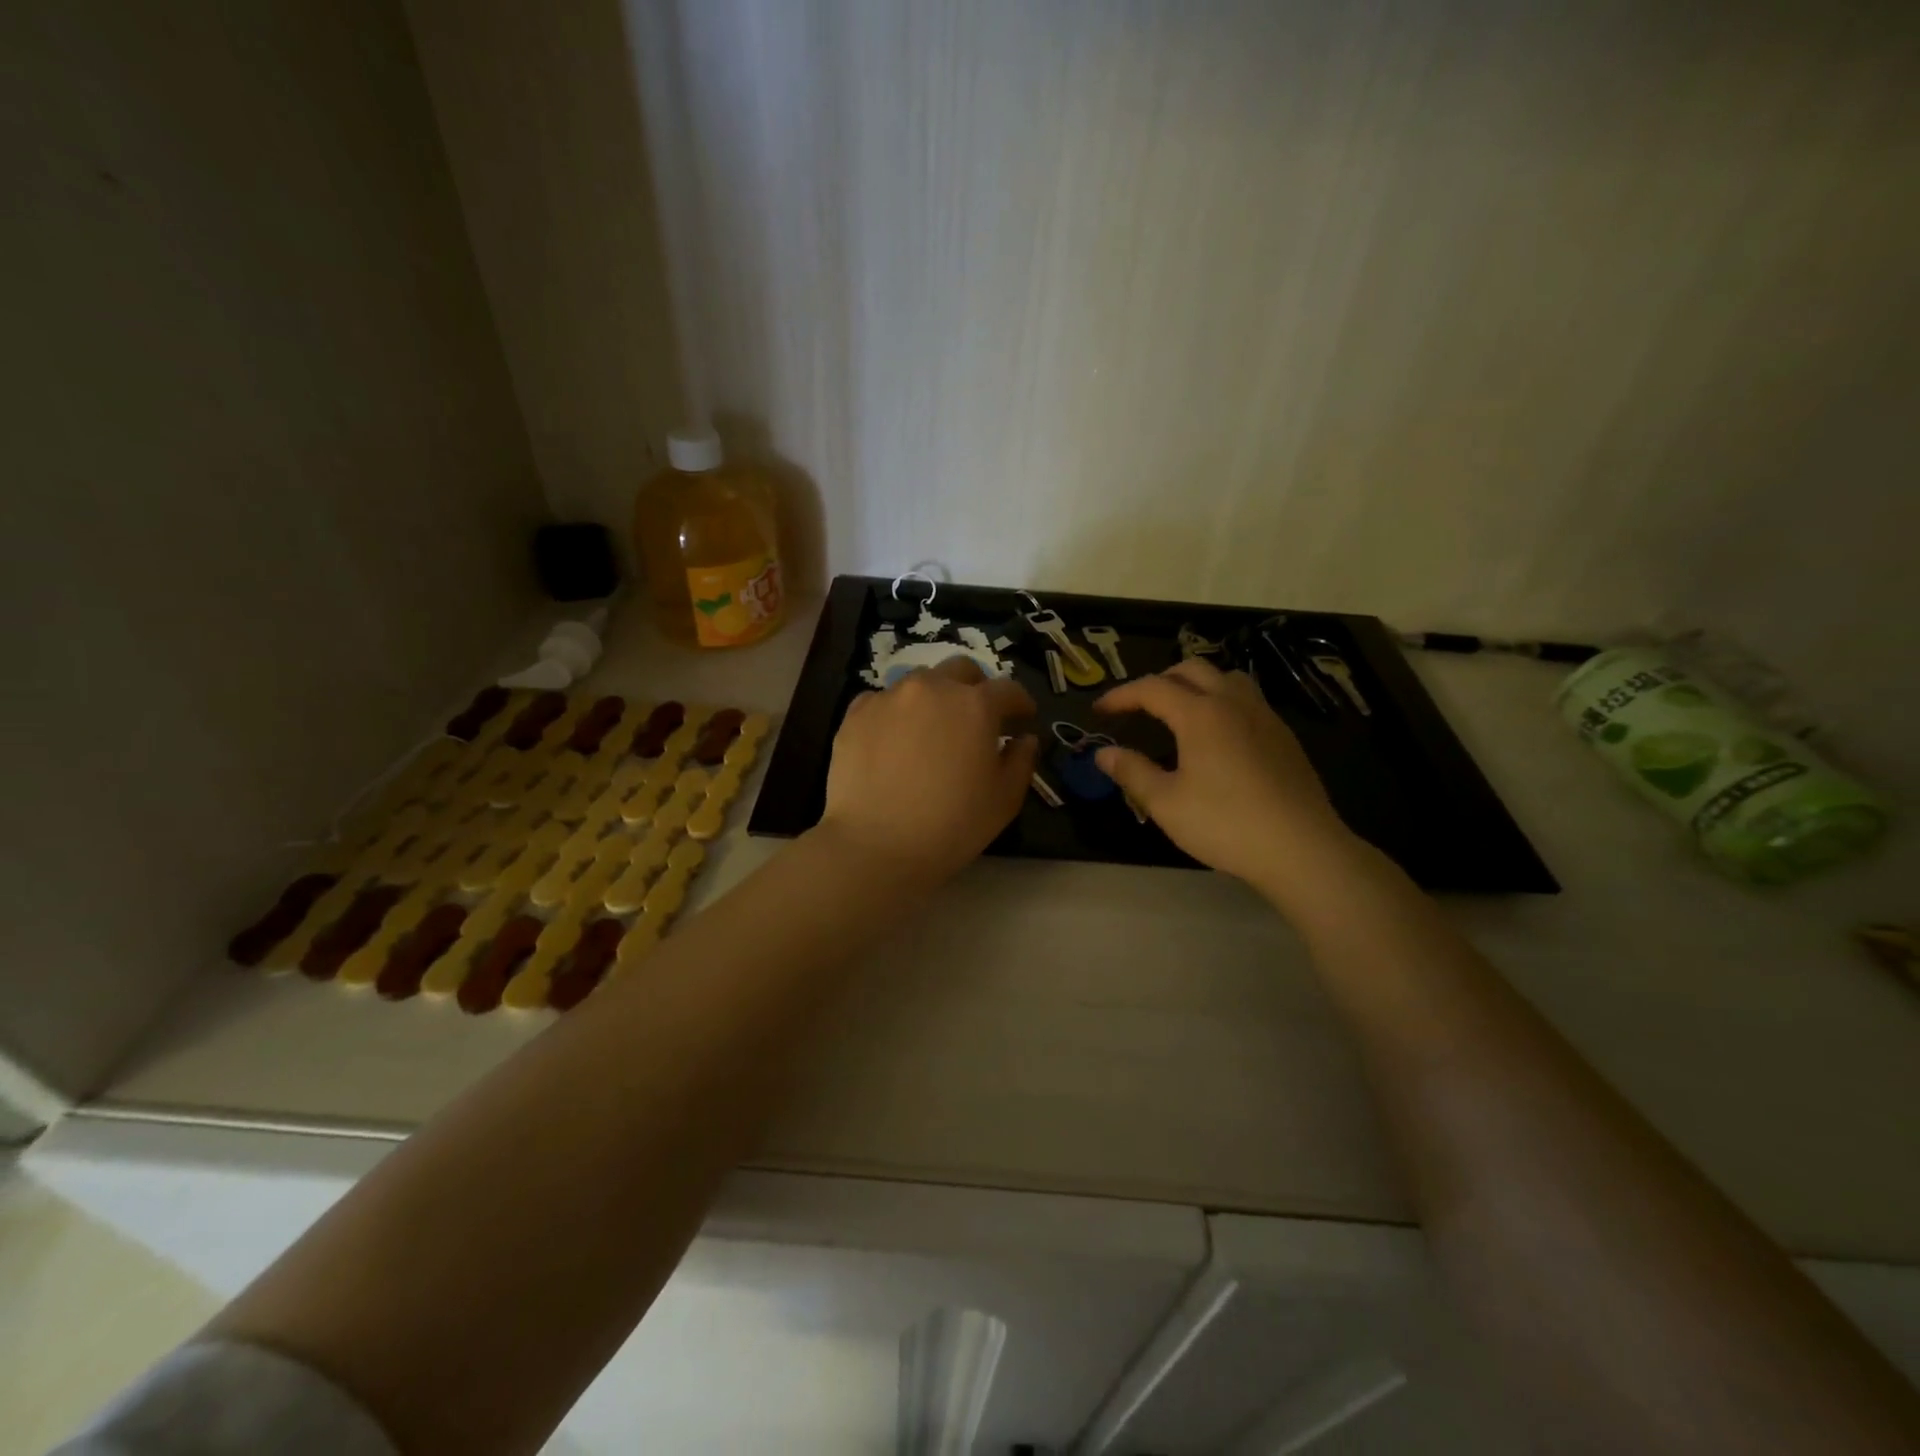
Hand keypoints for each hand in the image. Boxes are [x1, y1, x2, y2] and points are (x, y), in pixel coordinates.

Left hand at [816, 656, 1039, 885]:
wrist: (875, 845)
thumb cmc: (951, 826)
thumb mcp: (1004, 800)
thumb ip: (1022, 761)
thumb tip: (1024, 738)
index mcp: (975, 705)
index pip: (1008, 689)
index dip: (1020, 703)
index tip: (1024, 718)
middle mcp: (933, 688)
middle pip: (961, 670)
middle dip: (976, 688)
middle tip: (977, 718)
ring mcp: (889, 697)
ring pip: (920, 682)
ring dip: (934, 698)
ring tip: (931, 730)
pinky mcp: (856, 713)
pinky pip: (883, 701)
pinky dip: (896, 713)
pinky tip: (894, 741)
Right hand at [1094, 659, 1355, 886]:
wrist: (1301, 848)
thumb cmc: (1225, 824)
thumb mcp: (1166, 803)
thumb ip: (1132, 772)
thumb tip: (1104, 754)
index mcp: (1200, 714)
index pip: (1152, 688)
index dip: (1121, 695)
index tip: (1099, 711)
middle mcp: (1233, 703)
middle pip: (1191, 670)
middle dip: (1158, 681)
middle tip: (1137, 706)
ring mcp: (1264, 716)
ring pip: (1226, 678)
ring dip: (1195, 684)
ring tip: (1179, 711)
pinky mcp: (1284, 736)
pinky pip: (1247, 699)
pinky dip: (1221, 701)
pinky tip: (1218, 735)